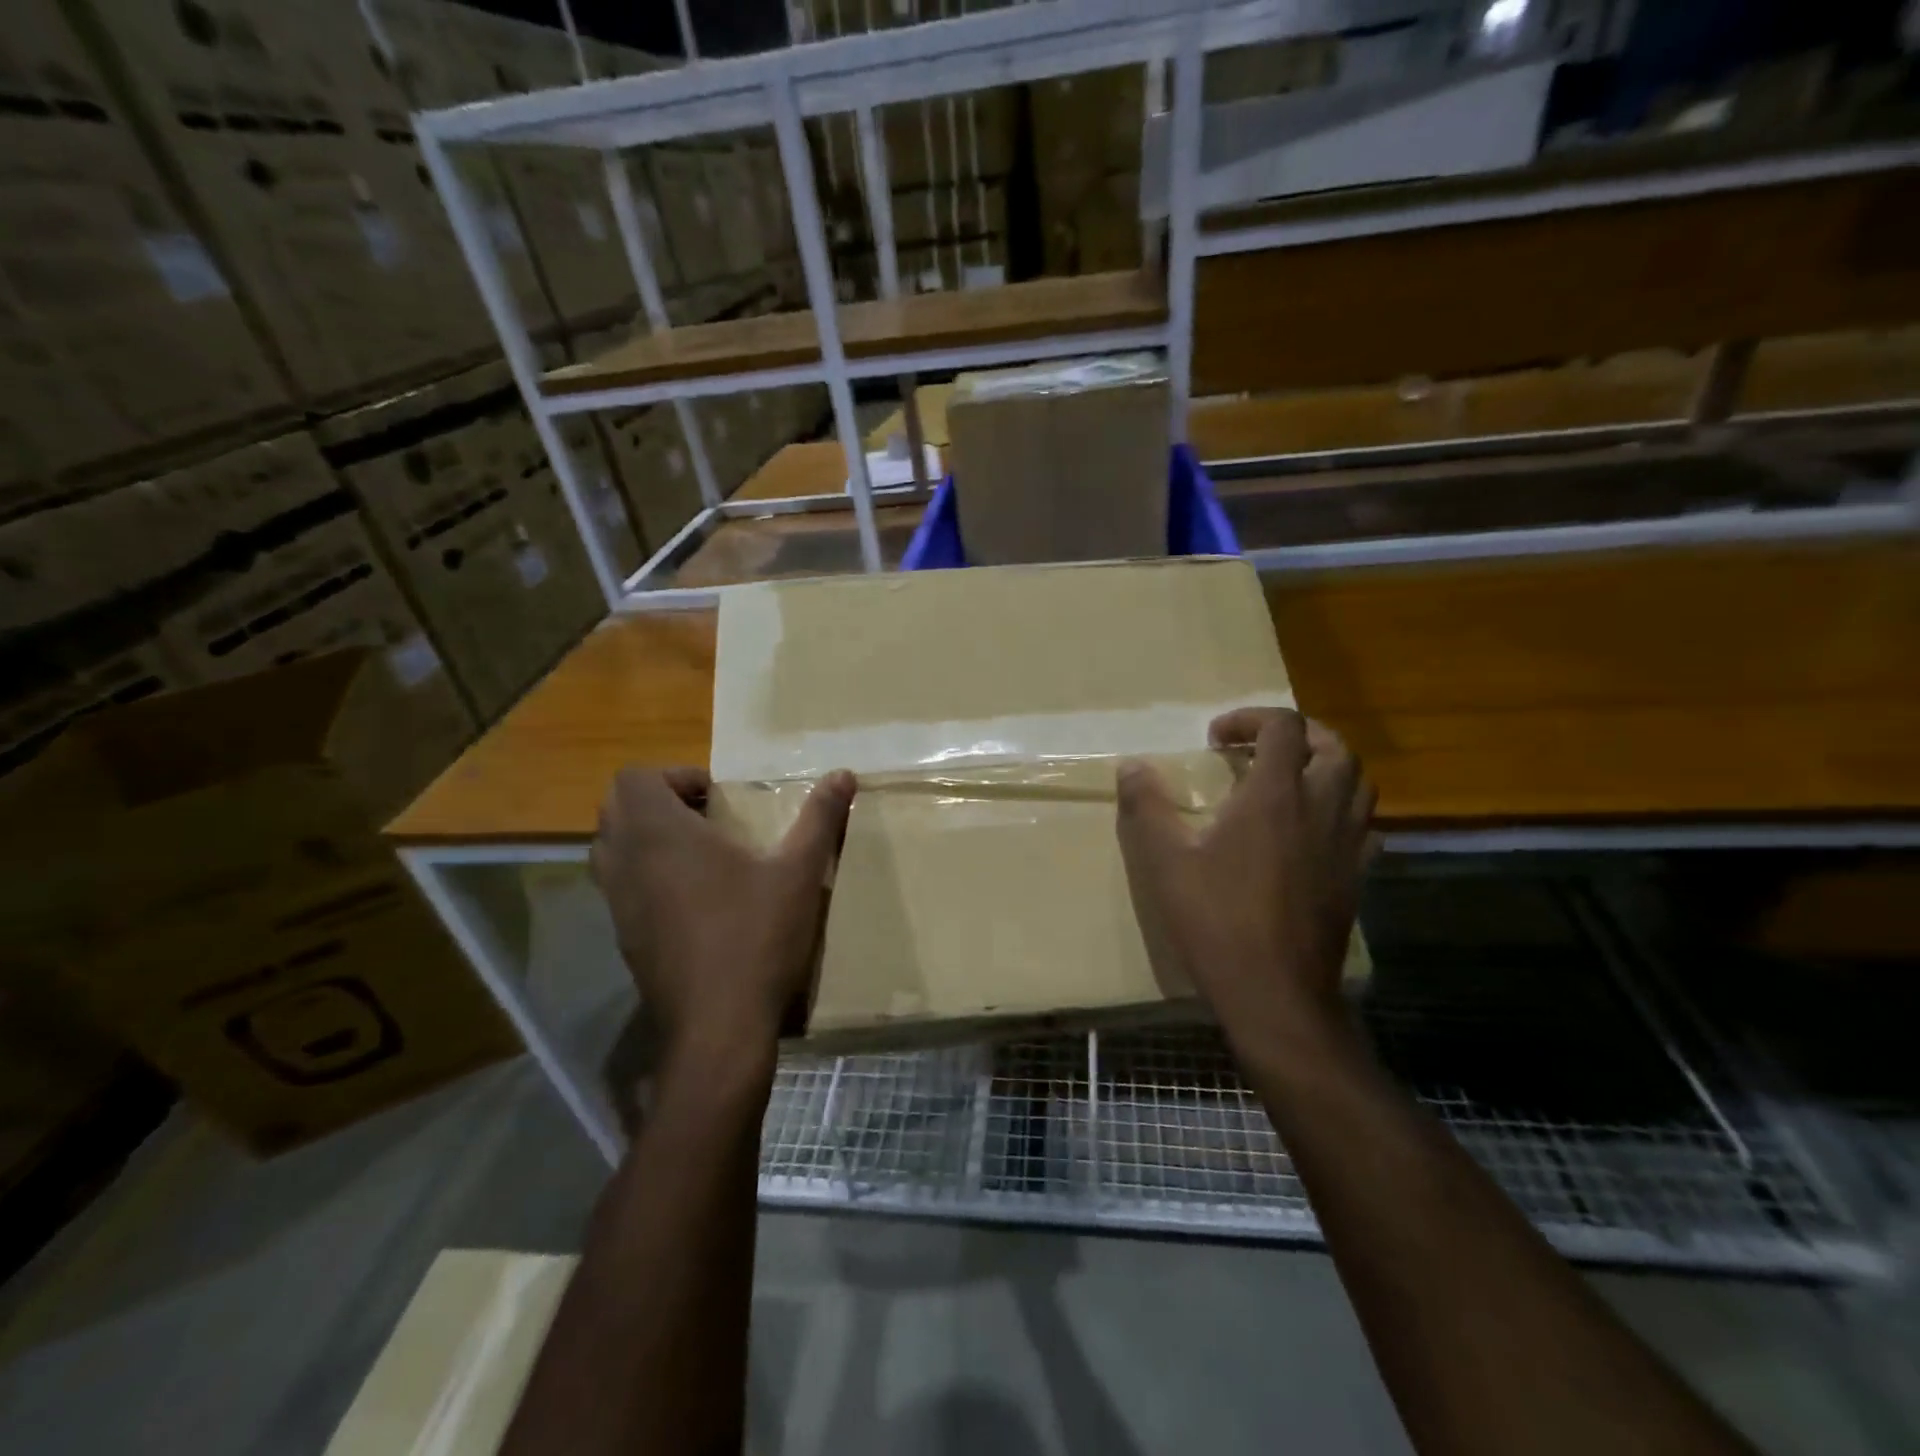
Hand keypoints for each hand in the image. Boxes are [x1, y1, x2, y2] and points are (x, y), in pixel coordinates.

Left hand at [590, 767, 855, 1057]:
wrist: (718, 1028)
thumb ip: (820, 817)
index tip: (717, 797)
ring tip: (698, 853)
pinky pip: (619, 887)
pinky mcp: (624, 938)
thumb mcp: (799, 871)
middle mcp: (627, 863)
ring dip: (646, 837)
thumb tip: (844, 773)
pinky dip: (644, 875)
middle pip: (614, 807)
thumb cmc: (757, 936)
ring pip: (610, 849)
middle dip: (657, 801)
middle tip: (707, 817)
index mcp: (661, 835)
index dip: (674, 776)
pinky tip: (695, 900)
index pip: (634, 778)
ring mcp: (618, 904)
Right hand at [1116, 709, 1374, 1050]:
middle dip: (1298, 734)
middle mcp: (1322, 808)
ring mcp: (1347, 843)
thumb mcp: (1166, 861)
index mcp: (1276, 796)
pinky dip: (1341, 808)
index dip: (1250, 718)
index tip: (1216, 739)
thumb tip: (1130, 766)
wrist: (1275, 992)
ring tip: (1289, 779)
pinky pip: (1363, 823)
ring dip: (1325, 765)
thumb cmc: (1217, 920)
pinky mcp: (1357, 876)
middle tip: (1259, 747)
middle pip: (1334, 746)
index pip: (1283, 726)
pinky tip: (1312, 829)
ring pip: (1358, 782)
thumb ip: (1147, 806)